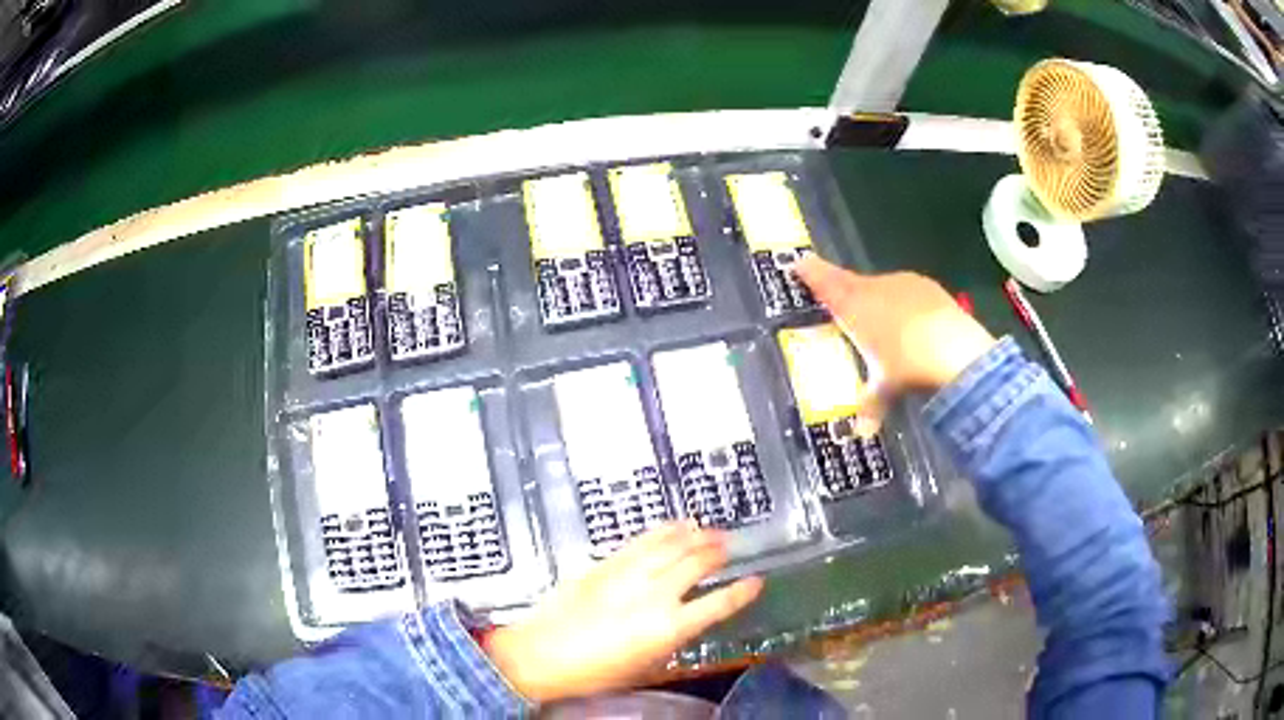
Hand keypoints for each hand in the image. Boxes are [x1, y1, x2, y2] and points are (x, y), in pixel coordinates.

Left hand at [481, 521, 762, 702]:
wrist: (539, 656)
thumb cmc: (594, 674)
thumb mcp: (643, 666)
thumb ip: (669, 640)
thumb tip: (684, 620)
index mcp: (667, 629)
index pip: (716, 605)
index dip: (741, 592)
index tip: (757, 581)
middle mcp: (653, 596)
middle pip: (695, 564)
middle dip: (717, 552)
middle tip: (729, 546)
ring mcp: (627, 575)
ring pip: (670, 545)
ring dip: (694, 535)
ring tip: (710, 529)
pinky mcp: (604, 565)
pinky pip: (641, 541)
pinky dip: (663, 530)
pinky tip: (675, 525)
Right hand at [795, 255, 996, 395]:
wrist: (955, 350)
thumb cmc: (906, 367)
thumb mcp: (885, 388)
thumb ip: (871, 403)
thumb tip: (862, 431)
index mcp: (854, 306)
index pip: (825, 283)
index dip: (811, 273)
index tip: (799, 262)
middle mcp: (875, 288)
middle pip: (852, 282)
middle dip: (845, 290)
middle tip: (841, 301)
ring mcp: (904, 284)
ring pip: (882, 288)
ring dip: (879, 301)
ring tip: (883, 324)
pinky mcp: (929, 287)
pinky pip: (908, 292)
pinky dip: (905, 304)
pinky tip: (914, 324)